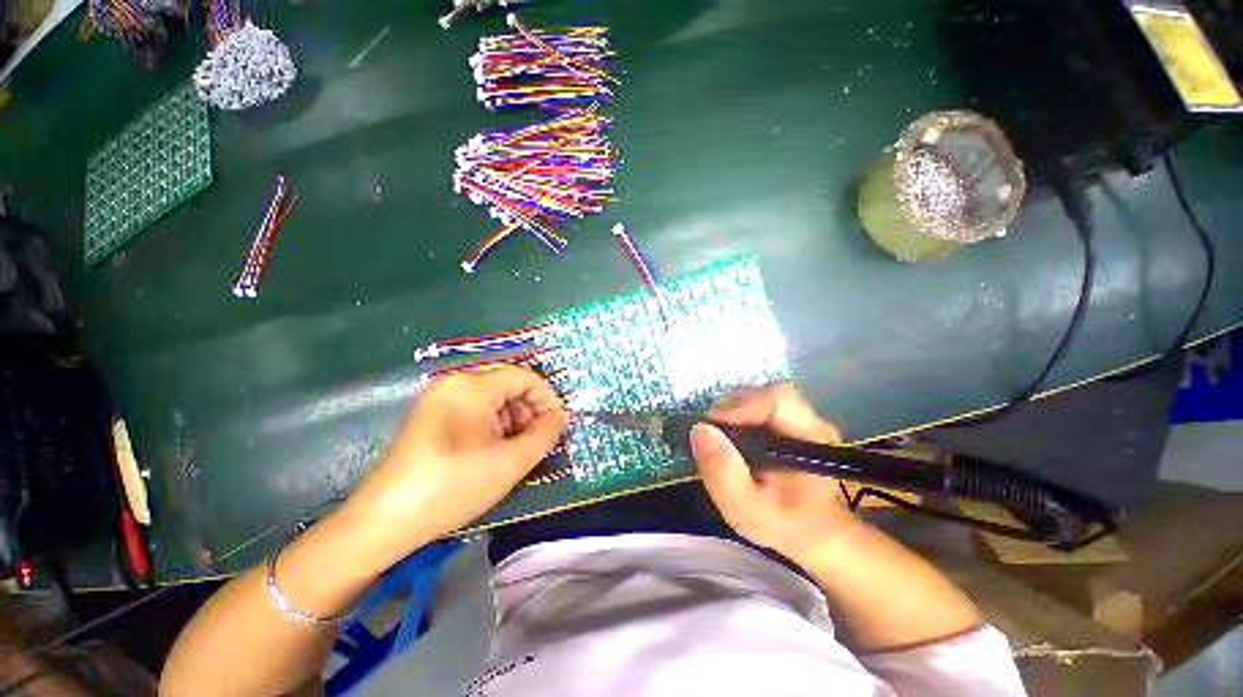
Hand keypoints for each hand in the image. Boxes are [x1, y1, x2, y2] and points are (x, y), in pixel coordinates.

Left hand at [348, 364, 567, 547]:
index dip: (547, 399)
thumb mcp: (512, 461)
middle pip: (508, 386)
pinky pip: (474, 410)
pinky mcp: (431, 415)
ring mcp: (438, 398)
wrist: (385, 521)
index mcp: (472, 385)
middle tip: (537, 443)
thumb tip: (560, 417)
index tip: (557, 426)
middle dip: (529, 411)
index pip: (525, 377)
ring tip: (515, 451)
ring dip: (512, 420)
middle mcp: (454, 382)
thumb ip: (546, 433)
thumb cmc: (453, 486)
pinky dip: (492, 426)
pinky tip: (493, 451)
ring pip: (492, 399)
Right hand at [691, 383, 861, 564]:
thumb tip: (700, 429)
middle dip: (732, 408)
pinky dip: (741, 419)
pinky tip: (734, 442)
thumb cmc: (788, 527)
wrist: (822, 540)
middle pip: (766, 394)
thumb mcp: (747, 509)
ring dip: (734, 413)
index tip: (711, 427)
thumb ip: (723, 472)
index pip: (776, 399)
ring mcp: (805, 421)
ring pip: (762, 399)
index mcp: (811, 439)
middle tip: (711, 434)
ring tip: (720, 439)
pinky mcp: (794, 424)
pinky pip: (762, 408)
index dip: (739, 406)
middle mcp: (812, 421)